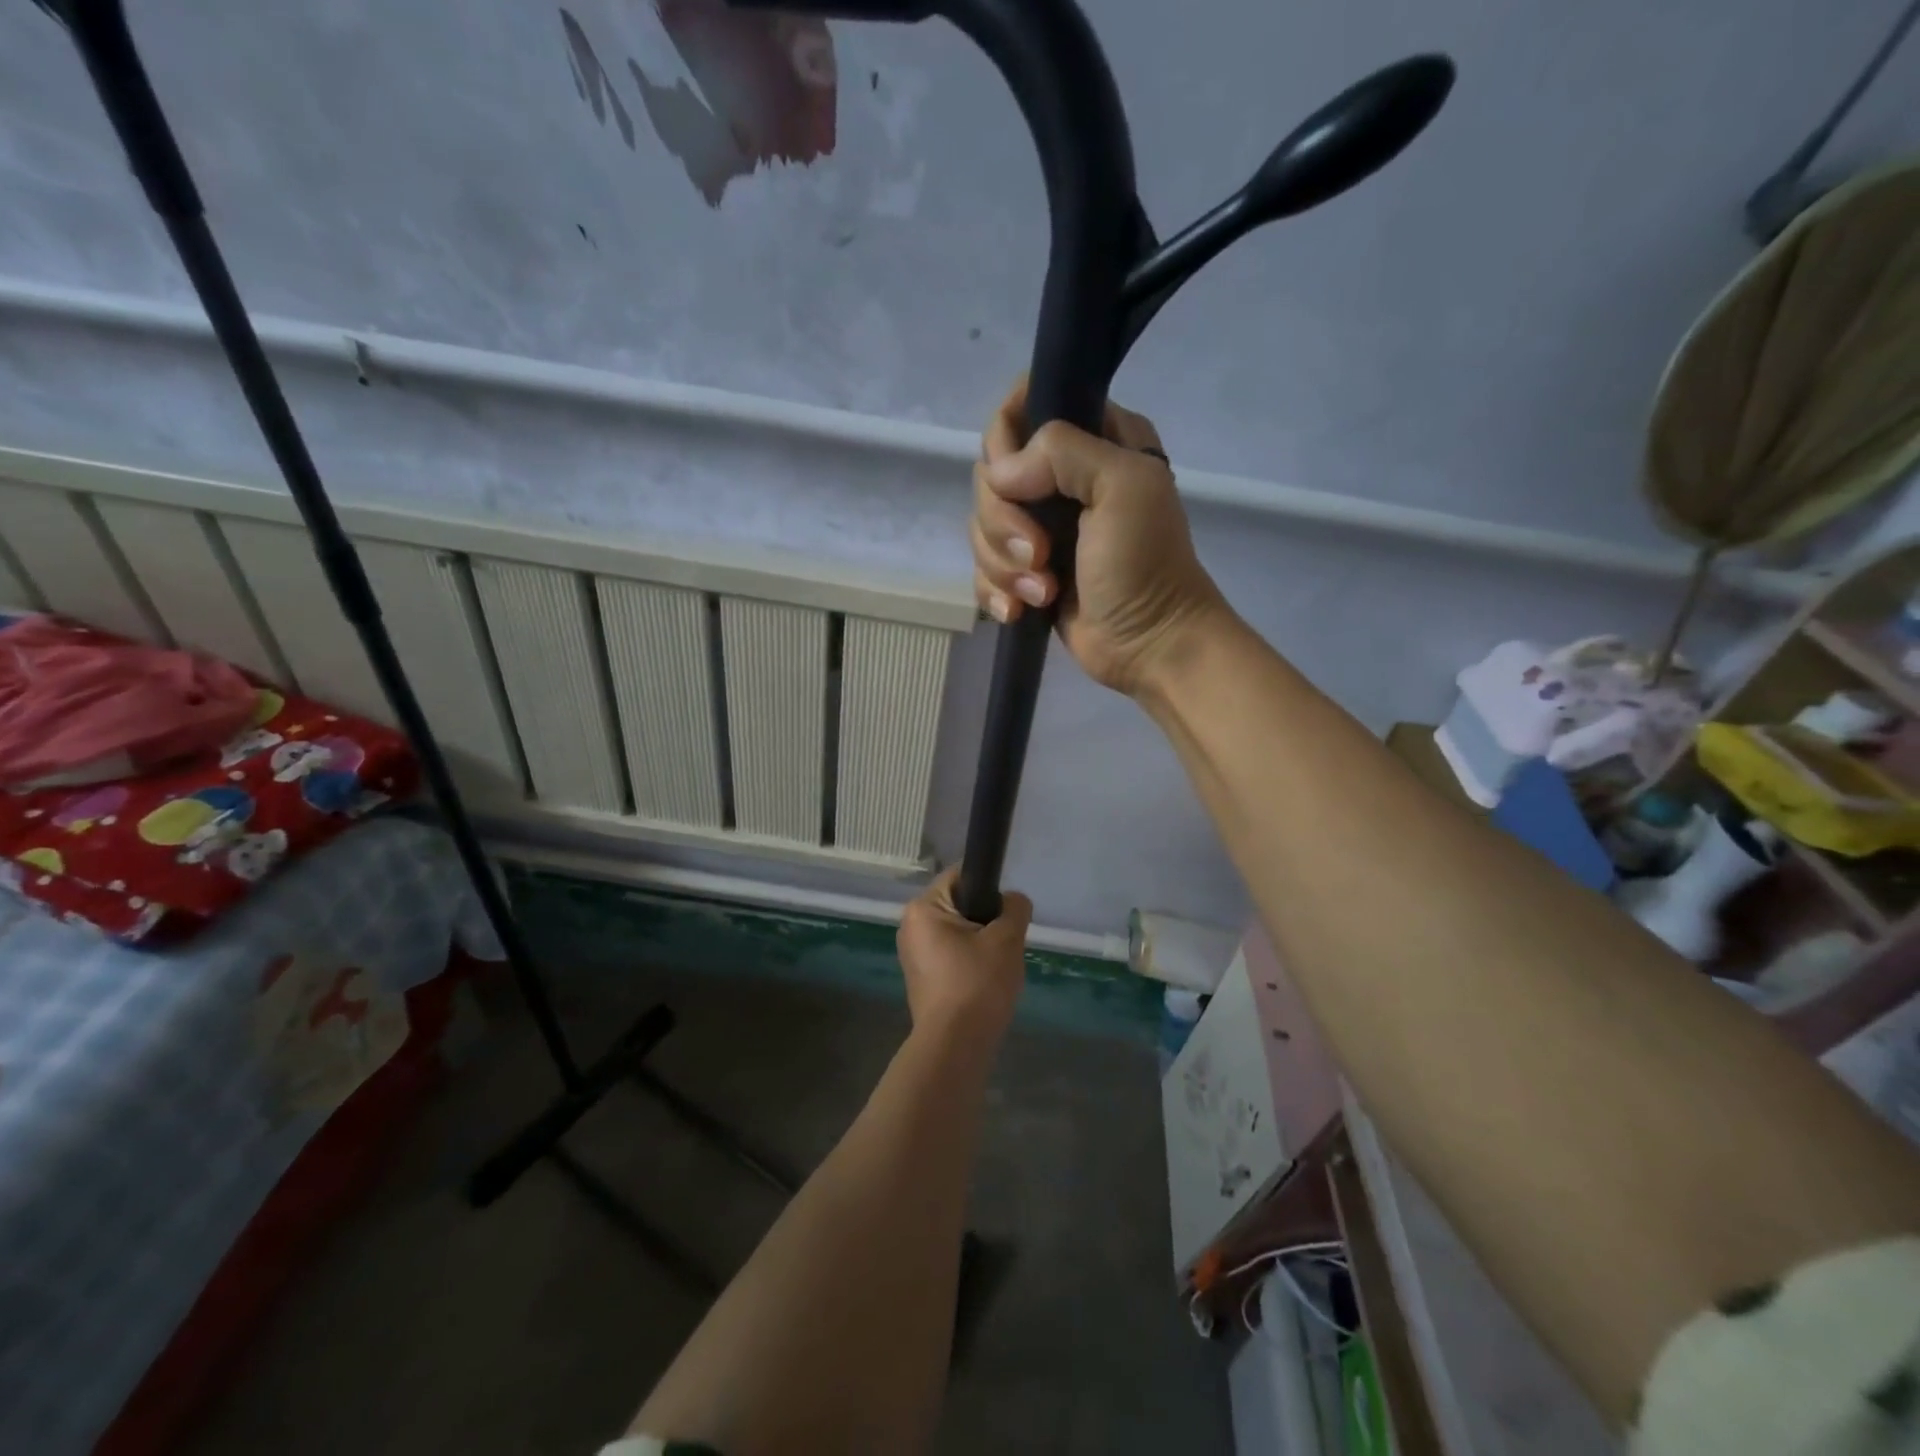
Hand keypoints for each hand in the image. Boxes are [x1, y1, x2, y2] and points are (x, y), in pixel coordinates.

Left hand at [896, 869, 1030, 1045]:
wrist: (955, 1045)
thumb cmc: (978, 983)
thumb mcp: (1007, 939)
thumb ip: (1015, 908)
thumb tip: (1013, 901)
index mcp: (923, 908)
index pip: (961, 876)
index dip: (990, 887)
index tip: (1009, 911)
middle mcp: (910, 925)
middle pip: (959, 905)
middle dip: (986, 920)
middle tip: (1006, 942)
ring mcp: (912, 954)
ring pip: (957, 932)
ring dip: (980, 943)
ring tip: (998, 966)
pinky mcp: (920, 978)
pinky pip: (950, 955)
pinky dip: (969, 962)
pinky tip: (985, 983)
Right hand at [969, 380, 1228, 696]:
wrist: (1151, 645)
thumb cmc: (1146, 565)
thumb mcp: (1123, 488)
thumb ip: (1063, 453)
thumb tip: (1000, 475)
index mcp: (1093, 440)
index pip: (1022, 408)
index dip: (1005, 440)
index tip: (1015, 481)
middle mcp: (1061, 478)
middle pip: (990, 475)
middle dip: (1004, 523)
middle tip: (1041, 554)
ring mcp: (1040, 528)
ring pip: (981, 526)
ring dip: (1005, 566)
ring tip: (1043, 591)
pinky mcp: (1025, 572)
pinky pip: (983, 569)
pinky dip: (996, 593)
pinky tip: (1021, 611)